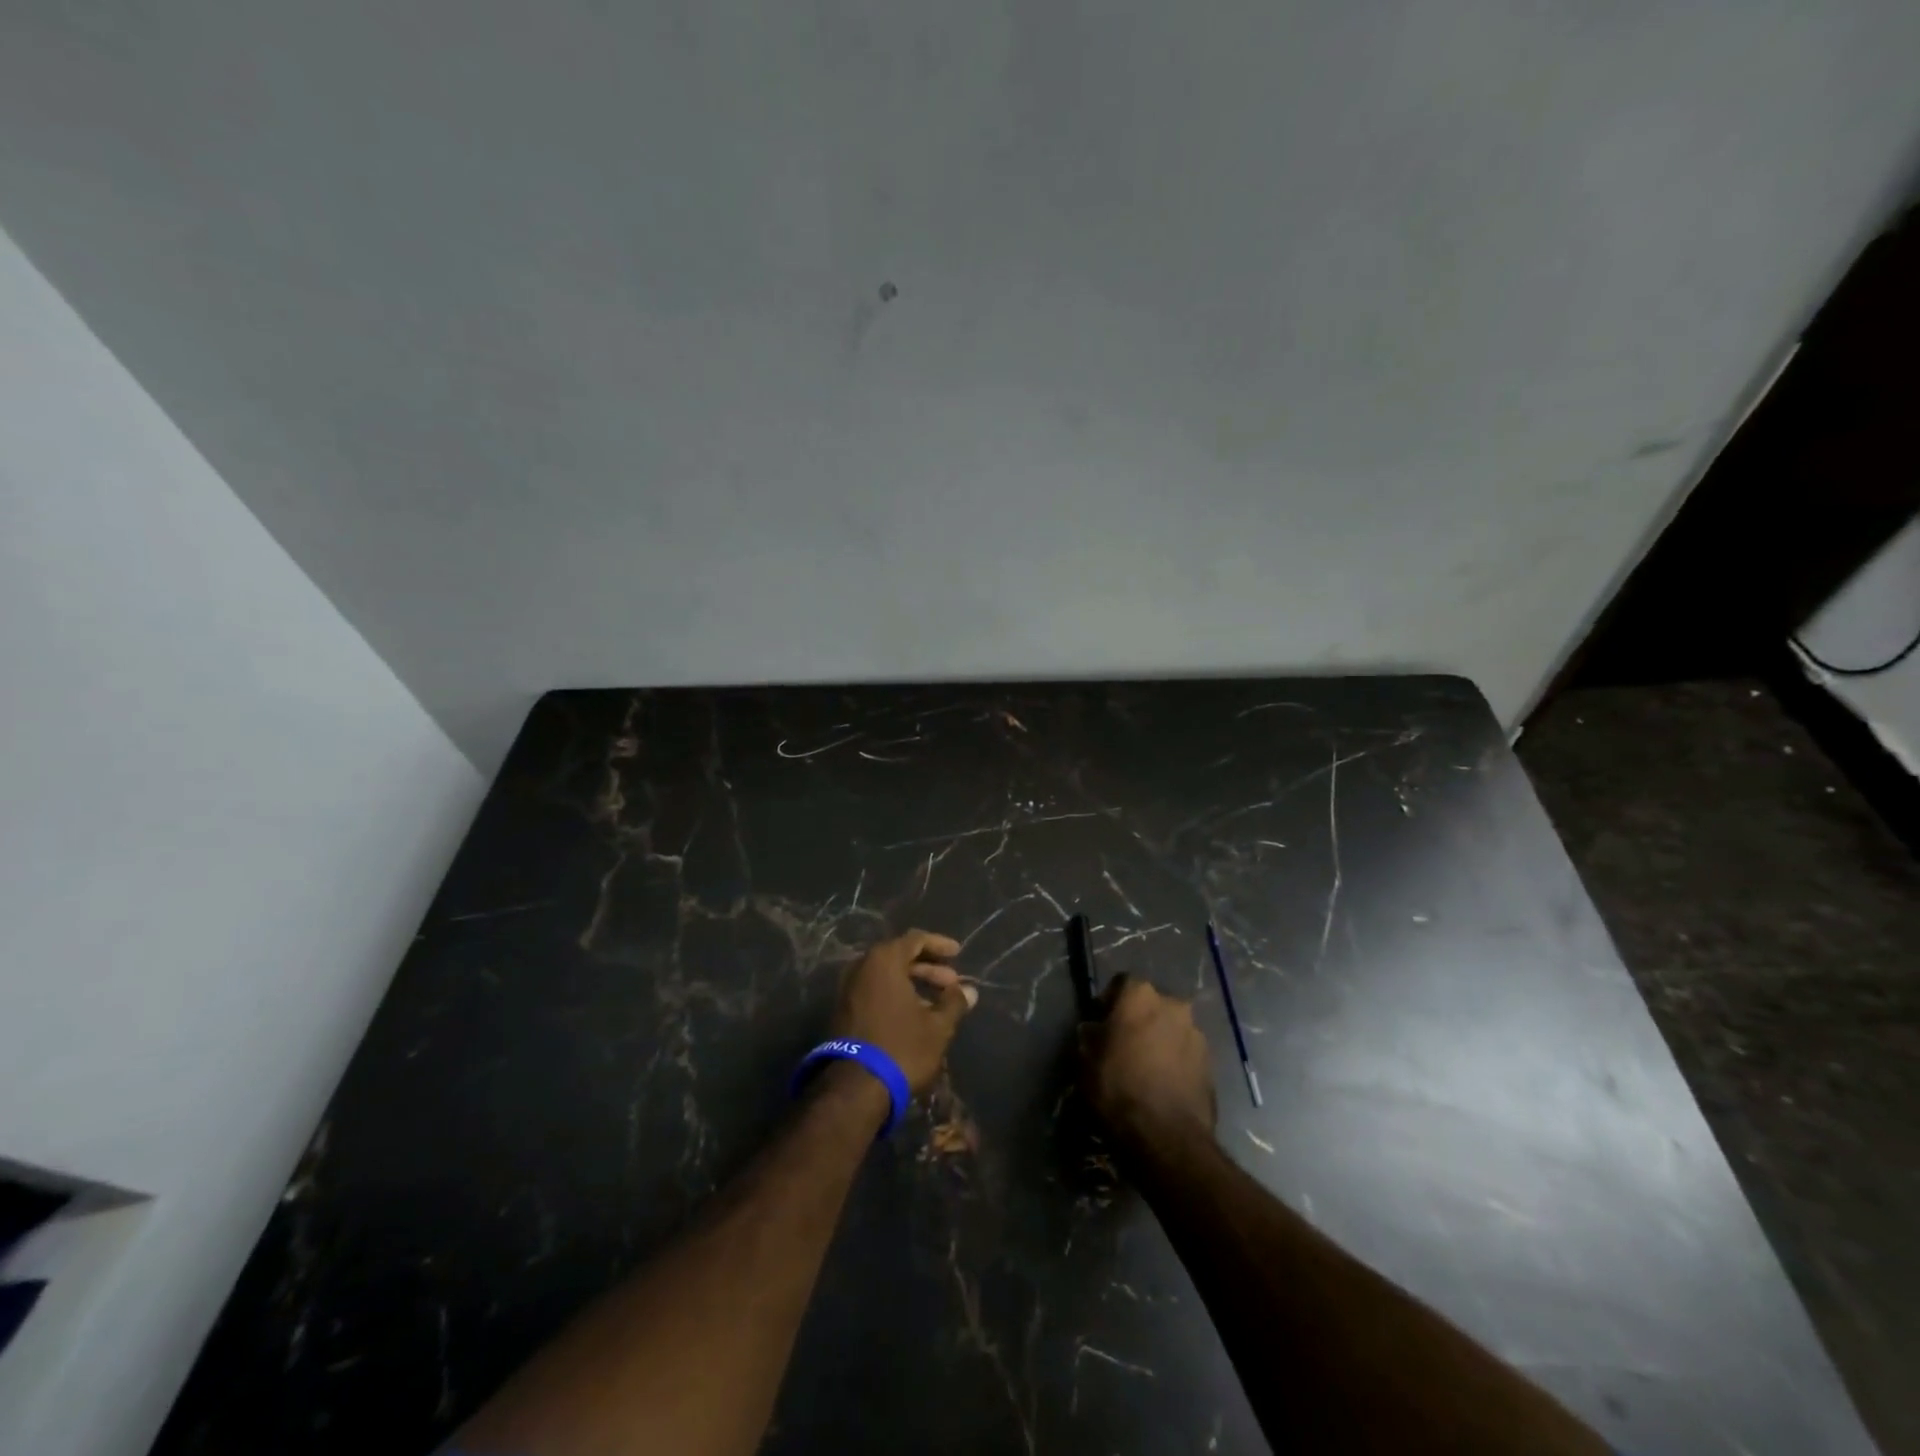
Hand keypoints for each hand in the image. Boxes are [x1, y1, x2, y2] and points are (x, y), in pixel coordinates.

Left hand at [833, 929, 976, 1094]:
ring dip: (913, 983)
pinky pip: (875, 991)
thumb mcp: (937, 1026)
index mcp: (884, 960)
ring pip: (886, 976)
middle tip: (951, 983)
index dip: (939, 945)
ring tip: (938, 1003)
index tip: (958, 954)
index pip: (915, 940)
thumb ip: (954, 1002)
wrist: (855, 1088)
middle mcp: (862, 967)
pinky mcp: (843, 1011)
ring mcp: (849, 989)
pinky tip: (915, 1015)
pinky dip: (896, 995)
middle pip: (899, 956)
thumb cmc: (902, 1047)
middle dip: (928, 968)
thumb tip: (969, 990)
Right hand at [1080, 976, 1215, 1143]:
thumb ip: (1090, 1036)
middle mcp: (1173, 1004)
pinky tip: (1164, 1083)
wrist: (1167, 1137)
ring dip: (1159, 1039)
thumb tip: (1095, 1029)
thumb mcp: (1086, 1060)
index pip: (1121, 983)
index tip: (1101, 1023)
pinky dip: (1175, 1060)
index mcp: (1140, 995)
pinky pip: (1185, 1052)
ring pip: (1170, 1028)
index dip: (1109, 1001)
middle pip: (1150, 1004)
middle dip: (1138, 1019)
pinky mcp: (1211, 1062)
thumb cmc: (1118, 1088)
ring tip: (1146, 1067)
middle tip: (1124, 1044)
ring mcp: (1196, 1033)